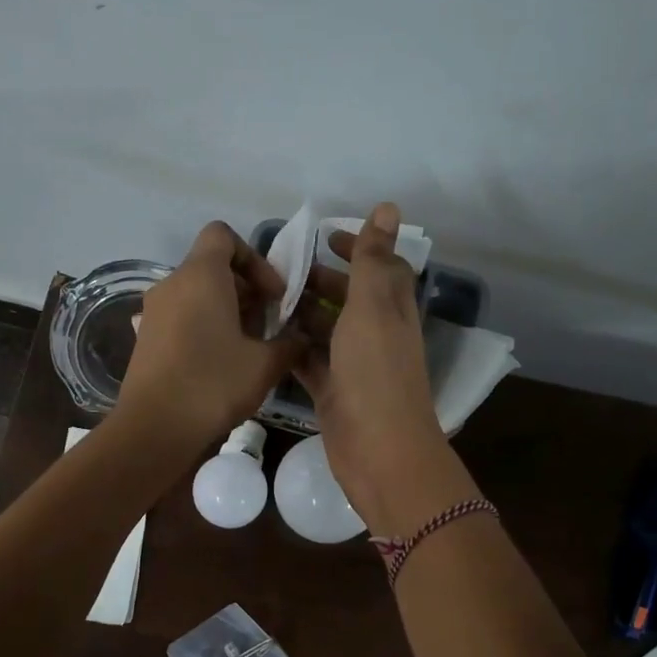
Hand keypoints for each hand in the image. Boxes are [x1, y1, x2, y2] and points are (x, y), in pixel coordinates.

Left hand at [116, 222, 303, 455]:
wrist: (154, 429)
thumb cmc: (213, 384)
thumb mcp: (265, 365)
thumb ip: (290, 343)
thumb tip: (300, 338)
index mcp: (200, 276)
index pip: (224, 235)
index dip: (254, 258)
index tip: (272, 294)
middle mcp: (171, 284)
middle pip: (212, 267)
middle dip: (246, 290)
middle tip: (269, 325)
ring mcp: (153, 312)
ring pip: (197, 295)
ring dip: (227, 312)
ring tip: (249, 347)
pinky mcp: (146, 339)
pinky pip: (181, 318)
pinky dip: (204, 328)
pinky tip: (221, 364)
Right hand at [294, 203, 451, 530]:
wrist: (377, 450)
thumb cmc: (375, 373)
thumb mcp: (372, 307)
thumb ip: (374, 259)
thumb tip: (389, 207)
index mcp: (392, 311)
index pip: (381, 269)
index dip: (359, 248)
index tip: (324, 237)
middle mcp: (377, 336)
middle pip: (350, 299)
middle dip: (321, 281)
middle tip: (280, 270)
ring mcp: (355, 367)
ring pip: (327, 331)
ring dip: (302, 314)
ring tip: (263, 300)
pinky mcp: (334, 393)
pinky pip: (311, 363)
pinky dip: (293, 349)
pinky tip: (265, 338)